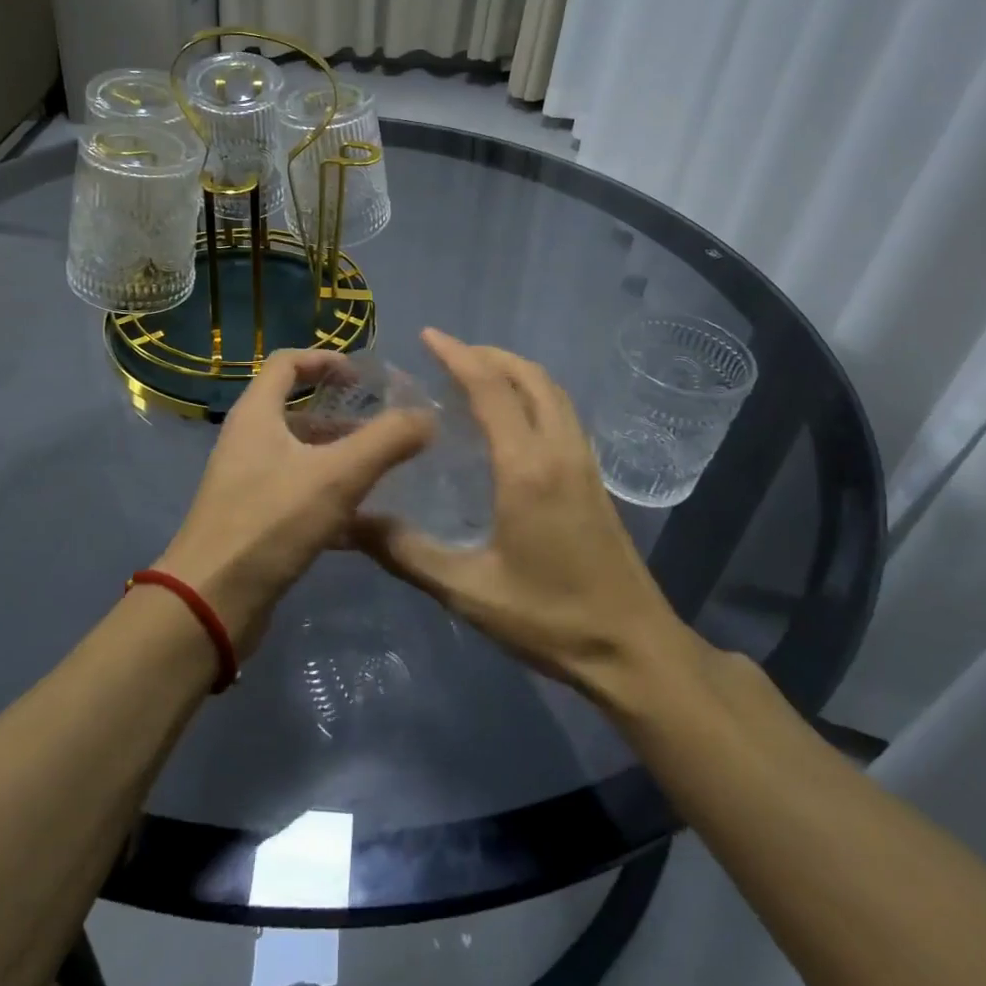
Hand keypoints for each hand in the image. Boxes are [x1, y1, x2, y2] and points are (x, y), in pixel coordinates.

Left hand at [158, 349, 433, 654]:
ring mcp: (246, 482)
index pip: (286, 363)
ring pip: (298, 454)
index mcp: (256, 415)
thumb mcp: (338, 476)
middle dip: (340, 414)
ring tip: (381, 469)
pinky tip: (362, 516)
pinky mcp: (253, 519)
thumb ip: (387, 441)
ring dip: (337, 454)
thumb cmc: (271, 522)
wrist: (212, 602)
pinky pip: (296, 491)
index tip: (361, 376)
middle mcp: (247, 441)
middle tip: (383, 425)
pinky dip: (328, 492)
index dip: (325, 359)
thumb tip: (427, 416)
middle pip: (295, 410)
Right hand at [352, 329, 707, 695]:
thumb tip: (352, 523)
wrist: (633, 650)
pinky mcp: (594, 479)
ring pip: (552, 392)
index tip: (428, 336)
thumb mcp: (468, 591)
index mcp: (527, 468)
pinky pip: (562, 414)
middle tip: (448, 353)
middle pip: (530, 378)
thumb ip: (407, 553)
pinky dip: (533, 395)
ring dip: (514, 372)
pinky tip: (511, 419)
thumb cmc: (550, 619)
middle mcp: (560, 451)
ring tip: (475, 375)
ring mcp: (584, 463)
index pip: (491, 389)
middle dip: (489, 355)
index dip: (458, 356)